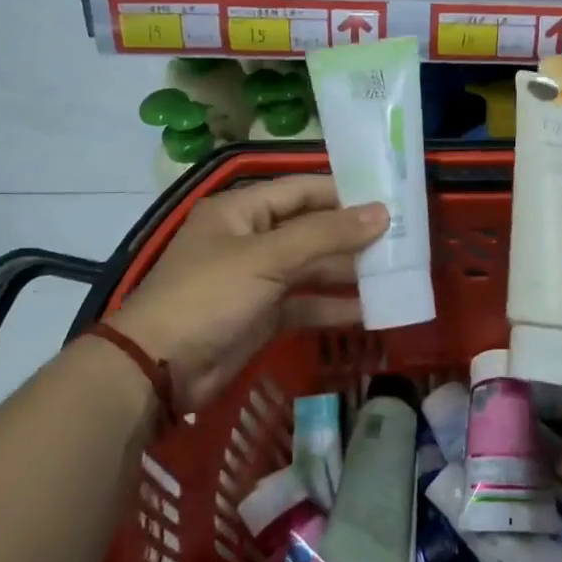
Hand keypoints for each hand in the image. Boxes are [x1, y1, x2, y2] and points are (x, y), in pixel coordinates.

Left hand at [108, 175, 385, 413]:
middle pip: (312, 229)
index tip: (390, 197)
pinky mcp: (263, 315)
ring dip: (349, 271)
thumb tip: (382, 212)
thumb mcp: (267, 258)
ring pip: (312, 267)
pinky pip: (306, 302)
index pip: (302, 189)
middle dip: (353, 235)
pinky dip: (334, 306)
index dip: (344, 192)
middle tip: (403, 239)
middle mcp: (251, 238)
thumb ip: (326, 234)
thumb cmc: (208, 296)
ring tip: (396, 272)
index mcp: (242, 210)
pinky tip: (370, 310)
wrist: (157, 371)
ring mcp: (257, 279)